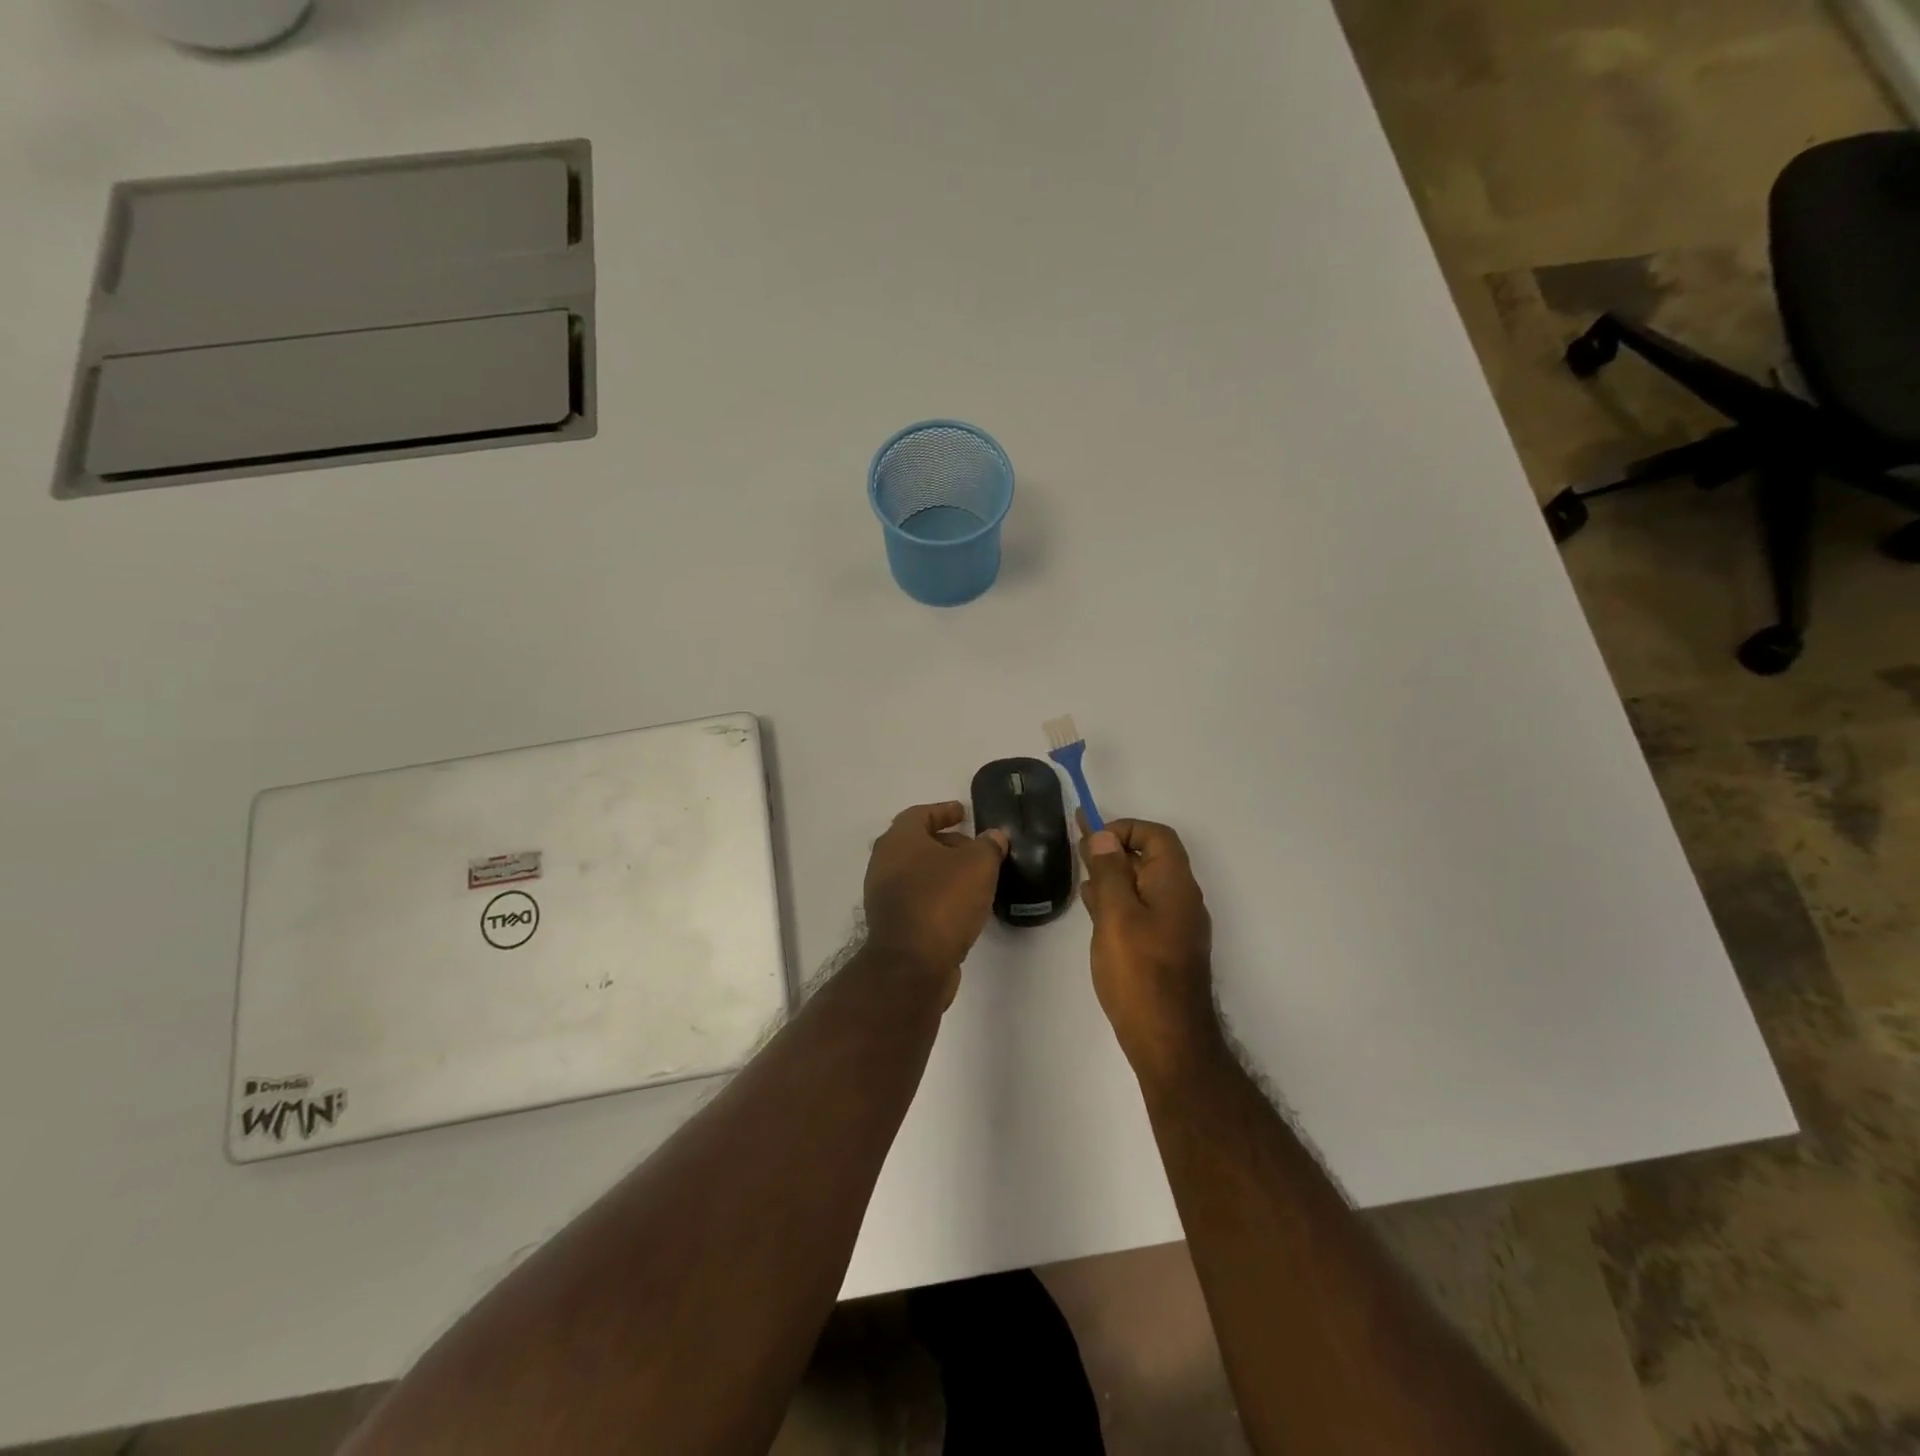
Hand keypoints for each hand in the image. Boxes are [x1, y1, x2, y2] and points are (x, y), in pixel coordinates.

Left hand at [862, 802, 1008, 1002]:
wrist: (912, 964)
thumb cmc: (943, 901)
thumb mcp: (978, 865)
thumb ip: (989, 845)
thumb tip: (994, 836)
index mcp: (899, 840)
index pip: (920, 814)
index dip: (943, 811)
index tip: (962, 812)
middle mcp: (884, 863)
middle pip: (916, 844)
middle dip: (946, 843)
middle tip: (974, 847)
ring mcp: (884, 895)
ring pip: (917, 873)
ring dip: (943, 872)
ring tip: (974, 878)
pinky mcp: (891, 924)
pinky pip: (917, 898)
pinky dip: (937, 895)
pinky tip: (962, 906)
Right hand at [1080, 818, 1218, 1077]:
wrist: (1168, 1040)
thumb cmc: (1140, 973)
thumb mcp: (1117, 915)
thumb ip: (1109, 872)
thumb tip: (1104, 835)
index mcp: (1174, 884)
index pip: (1157, 836)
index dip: (1125, 828)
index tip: (1092, 838)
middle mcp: (1181, 899)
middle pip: (1150, 858)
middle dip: (1114, 849)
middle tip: (1078, 849)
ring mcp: (1176, 926)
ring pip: (1144, 885)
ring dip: (1114, 875)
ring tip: (1081, 878)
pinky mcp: (1166, 948)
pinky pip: (1143, 910)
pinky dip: (1120, 901)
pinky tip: (1095, 911)